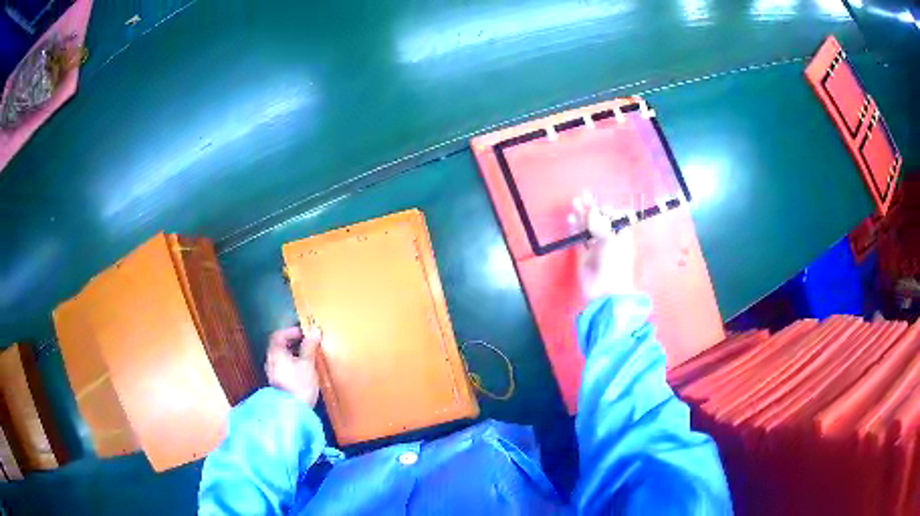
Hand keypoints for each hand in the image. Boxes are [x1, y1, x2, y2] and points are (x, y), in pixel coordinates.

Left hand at [265, 325, 321, 406]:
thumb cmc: (299, 384)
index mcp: (275, 353)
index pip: (278, 335)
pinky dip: (291, 366)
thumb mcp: (308, 364)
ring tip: (307, 359)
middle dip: (292, 344)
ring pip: (281, 359)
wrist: (291, 411)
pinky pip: (283, 369)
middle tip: (307, 344)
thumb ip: (310, 347)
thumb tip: (315, 331)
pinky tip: (302, 373)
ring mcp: (272, 374)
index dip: (290, 331)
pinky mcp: (277, 385)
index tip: (303, 333)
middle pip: (279, 347)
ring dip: (292, 355)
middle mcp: (270, 361)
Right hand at [570, 192, 636, 300]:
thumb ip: (600, 224)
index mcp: (622, 236)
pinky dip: (575, 230)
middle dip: (592, 209)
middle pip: (600, 221)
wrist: (606, 292)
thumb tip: (591, 211)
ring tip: (575, 203)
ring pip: (588, 229)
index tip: (599, 203)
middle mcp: (610, 241)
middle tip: (583, 196)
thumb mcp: (611, 240)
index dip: (607, 209)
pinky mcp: (584, 257)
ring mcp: (596, 248)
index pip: (615, 217)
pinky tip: (571, 220)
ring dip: (582, 217)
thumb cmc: (615, 264)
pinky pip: (579, 240)